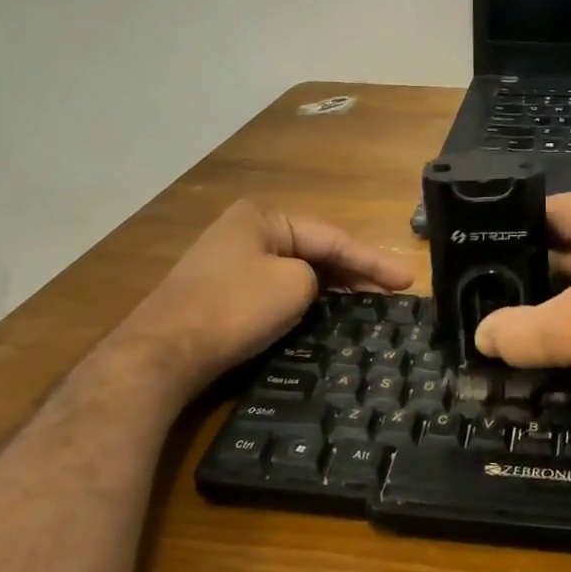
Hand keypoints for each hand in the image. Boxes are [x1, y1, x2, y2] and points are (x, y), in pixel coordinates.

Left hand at [119, 199, 413, 381]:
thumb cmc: (233, 309)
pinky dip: (307, 301)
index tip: (408, 279)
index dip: (373, 259)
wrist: (162, 354)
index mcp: (263, 217)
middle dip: (356, 272)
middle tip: (394, 293)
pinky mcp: (223, 294)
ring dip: (334, 287)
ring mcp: (232, 263)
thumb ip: (317, 276)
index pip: (332, 237)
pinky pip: (278, 290)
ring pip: (298, 271)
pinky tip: (328, 315)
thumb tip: (311, 286)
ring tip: (372, 303)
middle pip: (315, 251)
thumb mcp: (293, 284)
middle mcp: (247, 232)